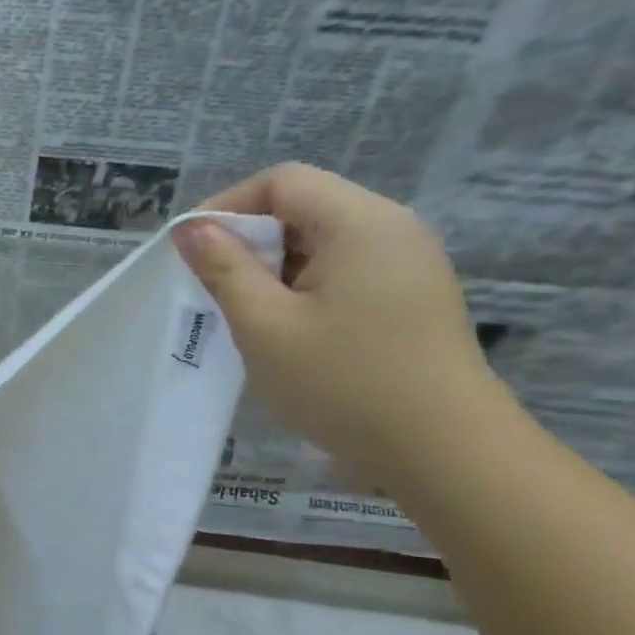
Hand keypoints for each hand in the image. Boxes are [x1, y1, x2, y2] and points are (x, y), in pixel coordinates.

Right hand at [173, 164, 503, 483]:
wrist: (443, 453)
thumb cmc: (344, 383)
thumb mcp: (265, 326)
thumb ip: (224, 269)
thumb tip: (190, 229)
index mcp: (360, 222)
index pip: (281, 182)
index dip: (227, 206)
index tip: (190, 252)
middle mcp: (391, 229)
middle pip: (304, 208)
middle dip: (249, 242)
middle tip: (213, 290)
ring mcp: (407, 265)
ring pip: (322, 244)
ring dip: (274, 270)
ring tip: (247, 317)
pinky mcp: (410, 298)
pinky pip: (343, 273)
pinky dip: (303, 290)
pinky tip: (288, 333)